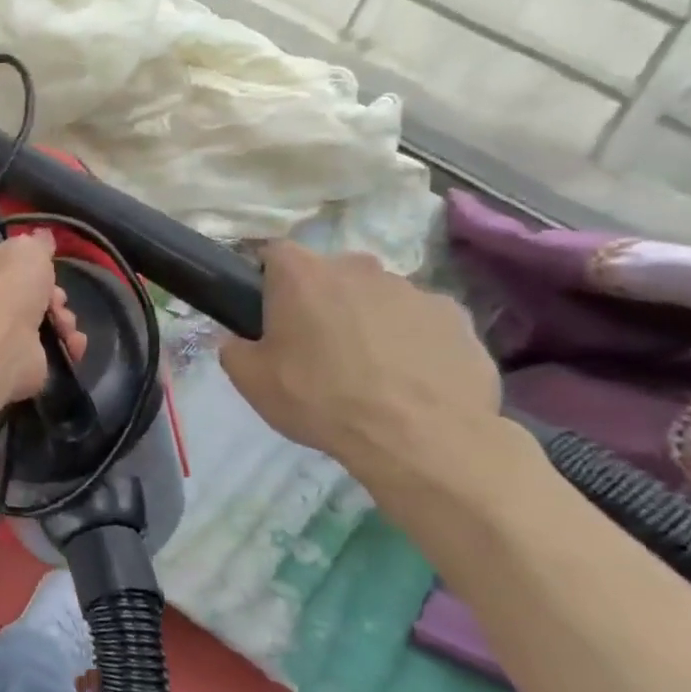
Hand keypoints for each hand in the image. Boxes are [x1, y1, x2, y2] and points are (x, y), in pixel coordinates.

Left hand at [0, 231, 85, 401]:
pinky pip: (44, 352)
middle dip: (50, 296)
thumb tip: (41, 236)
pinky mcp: (9, 363)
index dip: (23, 265)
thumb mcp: (27, 248)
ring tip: (65, 324)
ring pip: (37, 323)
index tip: (44, 267)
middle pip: (21, 294)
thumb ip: (37, 243)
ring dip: (61, 322)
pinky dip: (63, 346)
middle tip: (57, 299)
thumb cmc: (5, 282)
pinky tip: (71, 344)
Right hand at [219, 243, 500, 470]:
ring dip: (367, 319)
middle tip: (315, 345)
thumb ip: (233, 349)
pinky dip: (411, 340)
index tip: (266, 311)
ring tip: (368, 368)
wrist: (420, 439)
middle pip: (330, 273)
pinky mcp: (457, 318)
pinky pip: (420, 321)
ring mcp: (414, 290)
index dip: (267, 278)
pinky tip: (408, 378)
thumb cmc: (320, 400)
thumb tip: (237, 339)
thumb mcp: (250, 380)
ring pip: (377, 297)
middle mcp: (358, 269)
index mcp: (302, 276)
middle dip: (321, 299)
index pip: (274, 252)